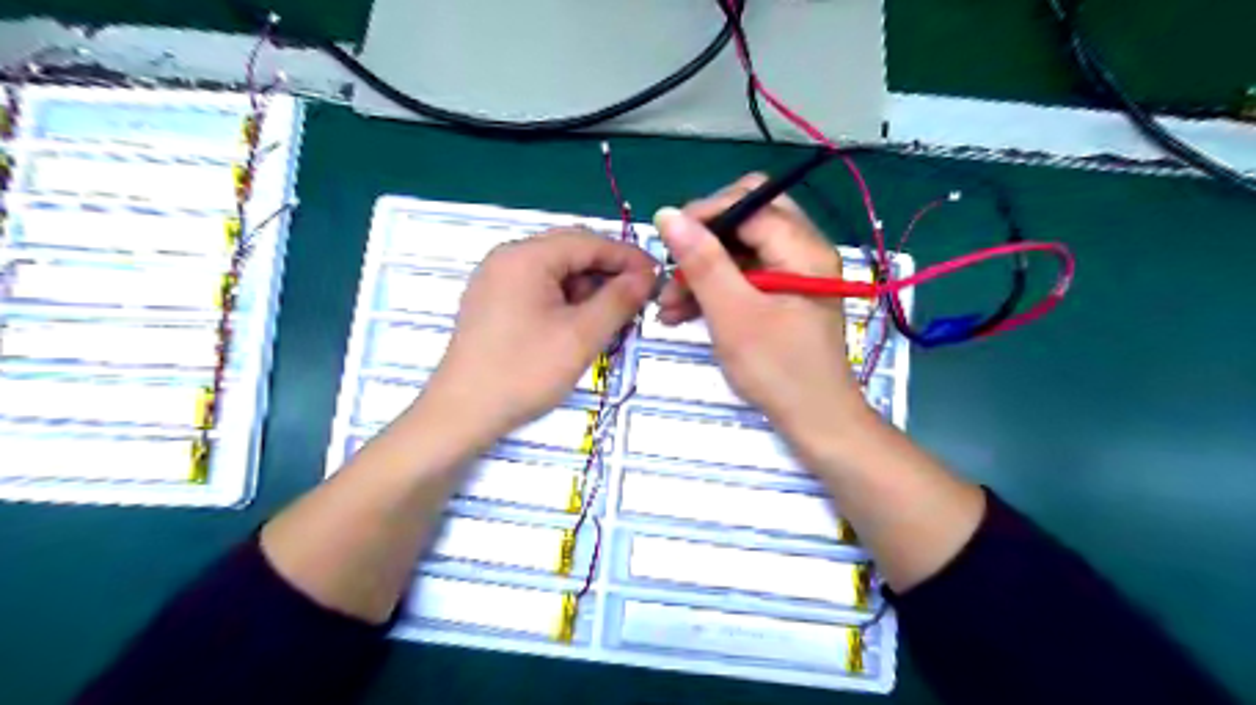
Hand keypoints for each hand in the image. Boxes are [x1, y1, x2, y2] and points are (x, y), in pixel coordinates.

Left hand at [422, 228, 657, 442]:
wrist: (462, 413)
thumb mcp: (581, 336)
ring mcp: (496, 279)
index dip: (627, 257)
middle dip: (608, 273)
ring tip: (611, 317)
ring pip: (556, 271)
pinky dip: (566, 300)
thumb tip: (647, 275)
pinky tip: (580, 324)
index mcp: (526, 256)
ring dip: (588, 288)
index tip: (658, 278)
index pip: (588, 241)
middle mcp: (508, 257)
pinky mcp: (492, 301)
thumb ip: (619, 299)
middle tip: (638, 299)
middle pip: (570, 252)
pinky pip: (539, 287)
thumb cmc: (524, 371)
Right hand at [658, 174, 874, 440]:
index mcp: (802, 247)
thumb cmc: (778, 370)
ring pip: (740, 249)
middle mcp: (803, 249)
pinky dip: (715, 288)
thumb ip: (702, 262)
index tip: (668, 243)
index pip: (748, 201)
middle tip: (673, 271)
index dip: (704, 215)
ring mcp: (794, 272)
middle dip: (703, 242)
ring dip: (702, 270)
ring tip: (669, 305)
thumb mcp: (733, 315)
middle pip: (745, 219)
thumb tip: (667, 214)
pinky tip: (684, 313)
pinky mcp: (784, 294)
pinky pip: (744, 275)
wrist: (815, 421)